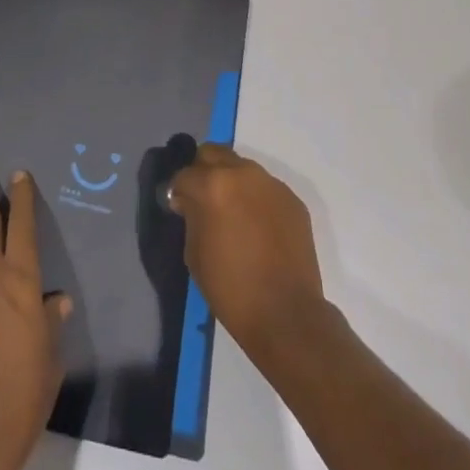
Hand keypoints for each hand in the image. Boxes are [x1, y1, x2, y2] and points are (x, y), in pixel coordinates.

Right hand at [167, 144, 325, 357]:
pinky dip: (255, 198)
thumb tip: (189, 201)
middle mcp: (242, 173)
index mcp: (213, 185)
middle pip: (213, 153)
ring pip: (241, 167)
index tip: (178, 207)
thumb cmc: (231, 288)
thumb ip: (191, 216)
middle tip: (202, 199)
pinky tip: (256, 226)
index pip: (184, 174)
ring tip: (232, 212)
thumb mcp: (194, 253)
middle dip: (202, 171)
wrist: (287, 315)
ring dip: (231, 181)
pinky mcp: (292, 199)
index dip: (177, 191)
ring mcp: (271, 184)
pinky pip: (265, 188)